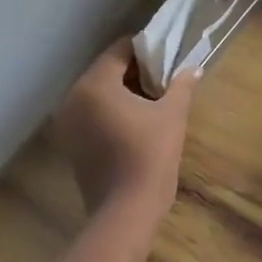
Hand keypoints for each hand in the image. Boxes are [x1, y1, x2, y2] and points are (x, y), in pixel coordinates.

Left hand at [52, 41, 198, 211]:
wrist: (126, 211)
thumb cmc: (150, 155)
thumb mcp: (172, 115)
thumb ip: (182, 85)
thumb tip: (194, 68)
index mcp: (95, 84)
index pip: (120, 50)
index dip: (146, 49)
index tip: (168, 56)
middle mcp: (74, 97)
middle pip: (107, 70)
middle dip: (136, 71)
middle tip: (165, 77)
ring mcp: (68, 122)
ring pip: (99, 93)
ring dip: (125, 91)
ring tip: (155, 99)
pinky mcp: (71, 143)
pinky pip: (93, 113)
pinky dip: (112, 111)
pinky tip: (137, 121)